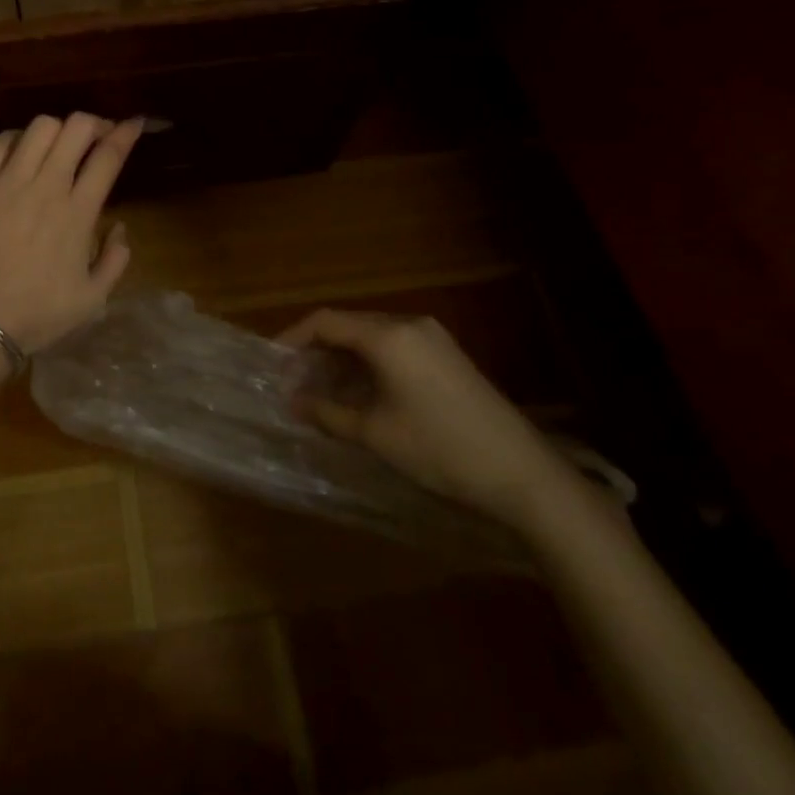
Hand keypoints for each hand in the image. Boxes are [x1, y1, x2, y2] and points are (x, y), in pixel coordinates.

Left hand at [0, 113, 142, 354]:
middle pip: (75, 128)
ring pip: (38, 128)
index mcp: (78, 213)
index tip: (133, 124)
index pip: (108, 156)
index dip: (124, 133)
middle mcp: (45, 188)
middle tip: (95, 136)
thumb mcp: (93, 299)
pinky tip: (19, 152)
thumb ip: (115, 259)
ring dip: (57, 130)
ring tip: (57, 146)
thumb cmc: (37, 315)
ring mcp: (5, 184)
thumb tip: (118, 227)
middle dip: (93, 123)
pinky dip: (16, 139)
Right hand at [282, 310, 572, 530]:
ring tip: (320, 393)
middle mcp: (409, 324)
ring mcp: (433, 339)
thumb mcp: (375, 433)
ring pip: (371, 338)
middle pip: (348, 325)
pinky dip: (368, 366)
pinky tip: (359, 396)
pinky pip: (394, 349)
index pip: (325, 321)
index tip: (271, 364)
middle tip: (293, 383)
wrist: (522, 473)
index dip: (292, 339)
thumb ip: (328, 413)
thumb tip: (292, 402)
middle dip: (316, 352)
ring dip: (342, 361)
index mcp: (388, 335)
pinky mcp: (447, 356)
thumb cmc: (439, 448)